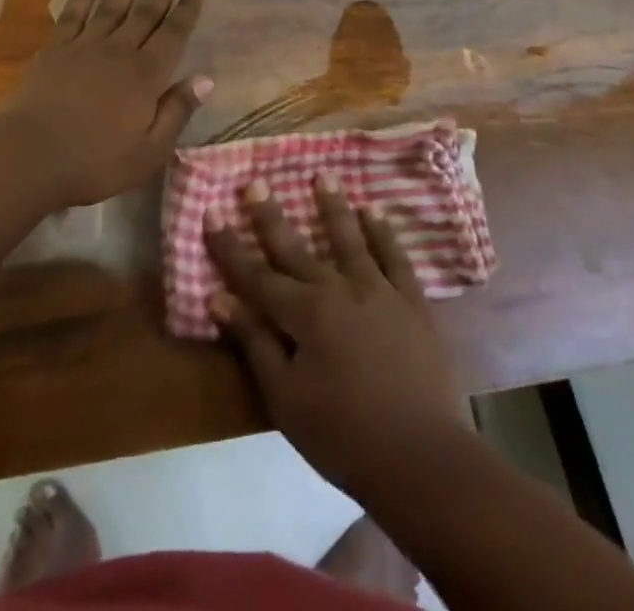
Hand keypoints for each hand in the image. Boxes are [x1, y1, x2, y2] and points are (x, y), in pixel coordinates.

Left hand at [0, 0, 208, 208]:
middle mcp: (118, 51)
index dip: (186, 11)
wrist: (29, 155)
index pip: (173, 35)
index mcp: (145, 76)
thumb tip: (205, 79)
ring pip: (112, 5)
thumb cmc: (94, 161)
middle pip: (144, 13)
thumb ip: (177, 112)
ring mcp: (84, 46)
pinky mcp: (55, 48)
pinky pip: (75, 12)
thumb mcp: (149, 151)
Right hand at [207, 176, 471, 499]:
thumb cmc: (343, 436)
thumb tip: (220, 299)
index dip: (230, 246)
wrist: (422, 459)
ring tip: (323, 175)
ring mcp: (379, 292)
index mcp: (304, 314)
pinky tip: (375, 212)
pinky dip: (384, 233)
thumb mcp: (286, 399)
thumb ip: (255, 344)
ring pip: (349, 239)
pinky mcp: (412, 303)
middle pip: (297, 248)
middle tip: (256, 181)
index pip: (256, 274)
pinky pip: (395, 258)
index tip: (211, 211)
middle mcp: (338, 289)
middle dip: (271, 216)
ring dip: (333, 207)